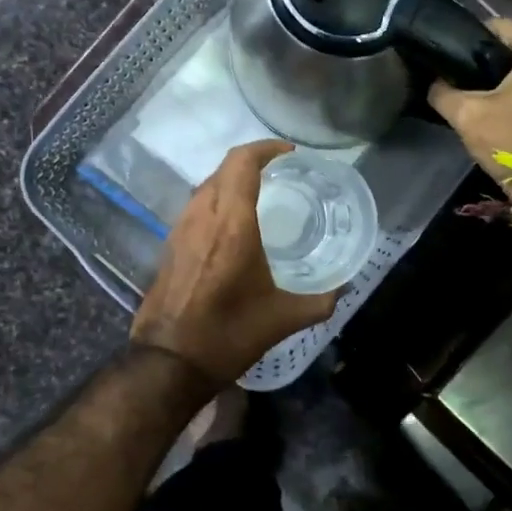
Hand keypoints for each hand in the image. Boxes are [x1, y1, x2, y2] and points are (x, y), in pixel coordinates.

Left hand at [131, 139, 339, 385]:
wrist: (169, 362)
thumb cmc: (229, 334)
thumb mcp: (283, 319)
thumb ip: (319, 300)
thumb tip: (342, 289)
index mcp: (232, 224)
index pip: (242, 163)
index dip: (266, 148)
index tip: (289, 154)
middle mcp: (203, 217)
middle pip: (224, 168)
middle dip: (252, 161)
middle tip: (281, 173)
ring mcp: (180, 230)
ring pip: (206, 186)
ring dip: (232, 180)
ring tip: (260, 195)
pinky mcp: (169, 245)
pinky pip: (196, 207)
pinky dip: (217, 201)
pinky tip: (233, 225)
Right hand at [428, 18, 511, 186]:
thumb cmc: (511, 141)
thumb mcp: (466, 114)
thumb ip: (443, 92)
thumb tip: (434, 83)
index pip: (503, 27)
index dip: (473, 37)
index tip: (453, 53)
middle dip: (490, 60)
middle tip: (462, 75)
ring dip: (507, 80)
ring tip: (480, 93)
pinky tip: (503, 110)